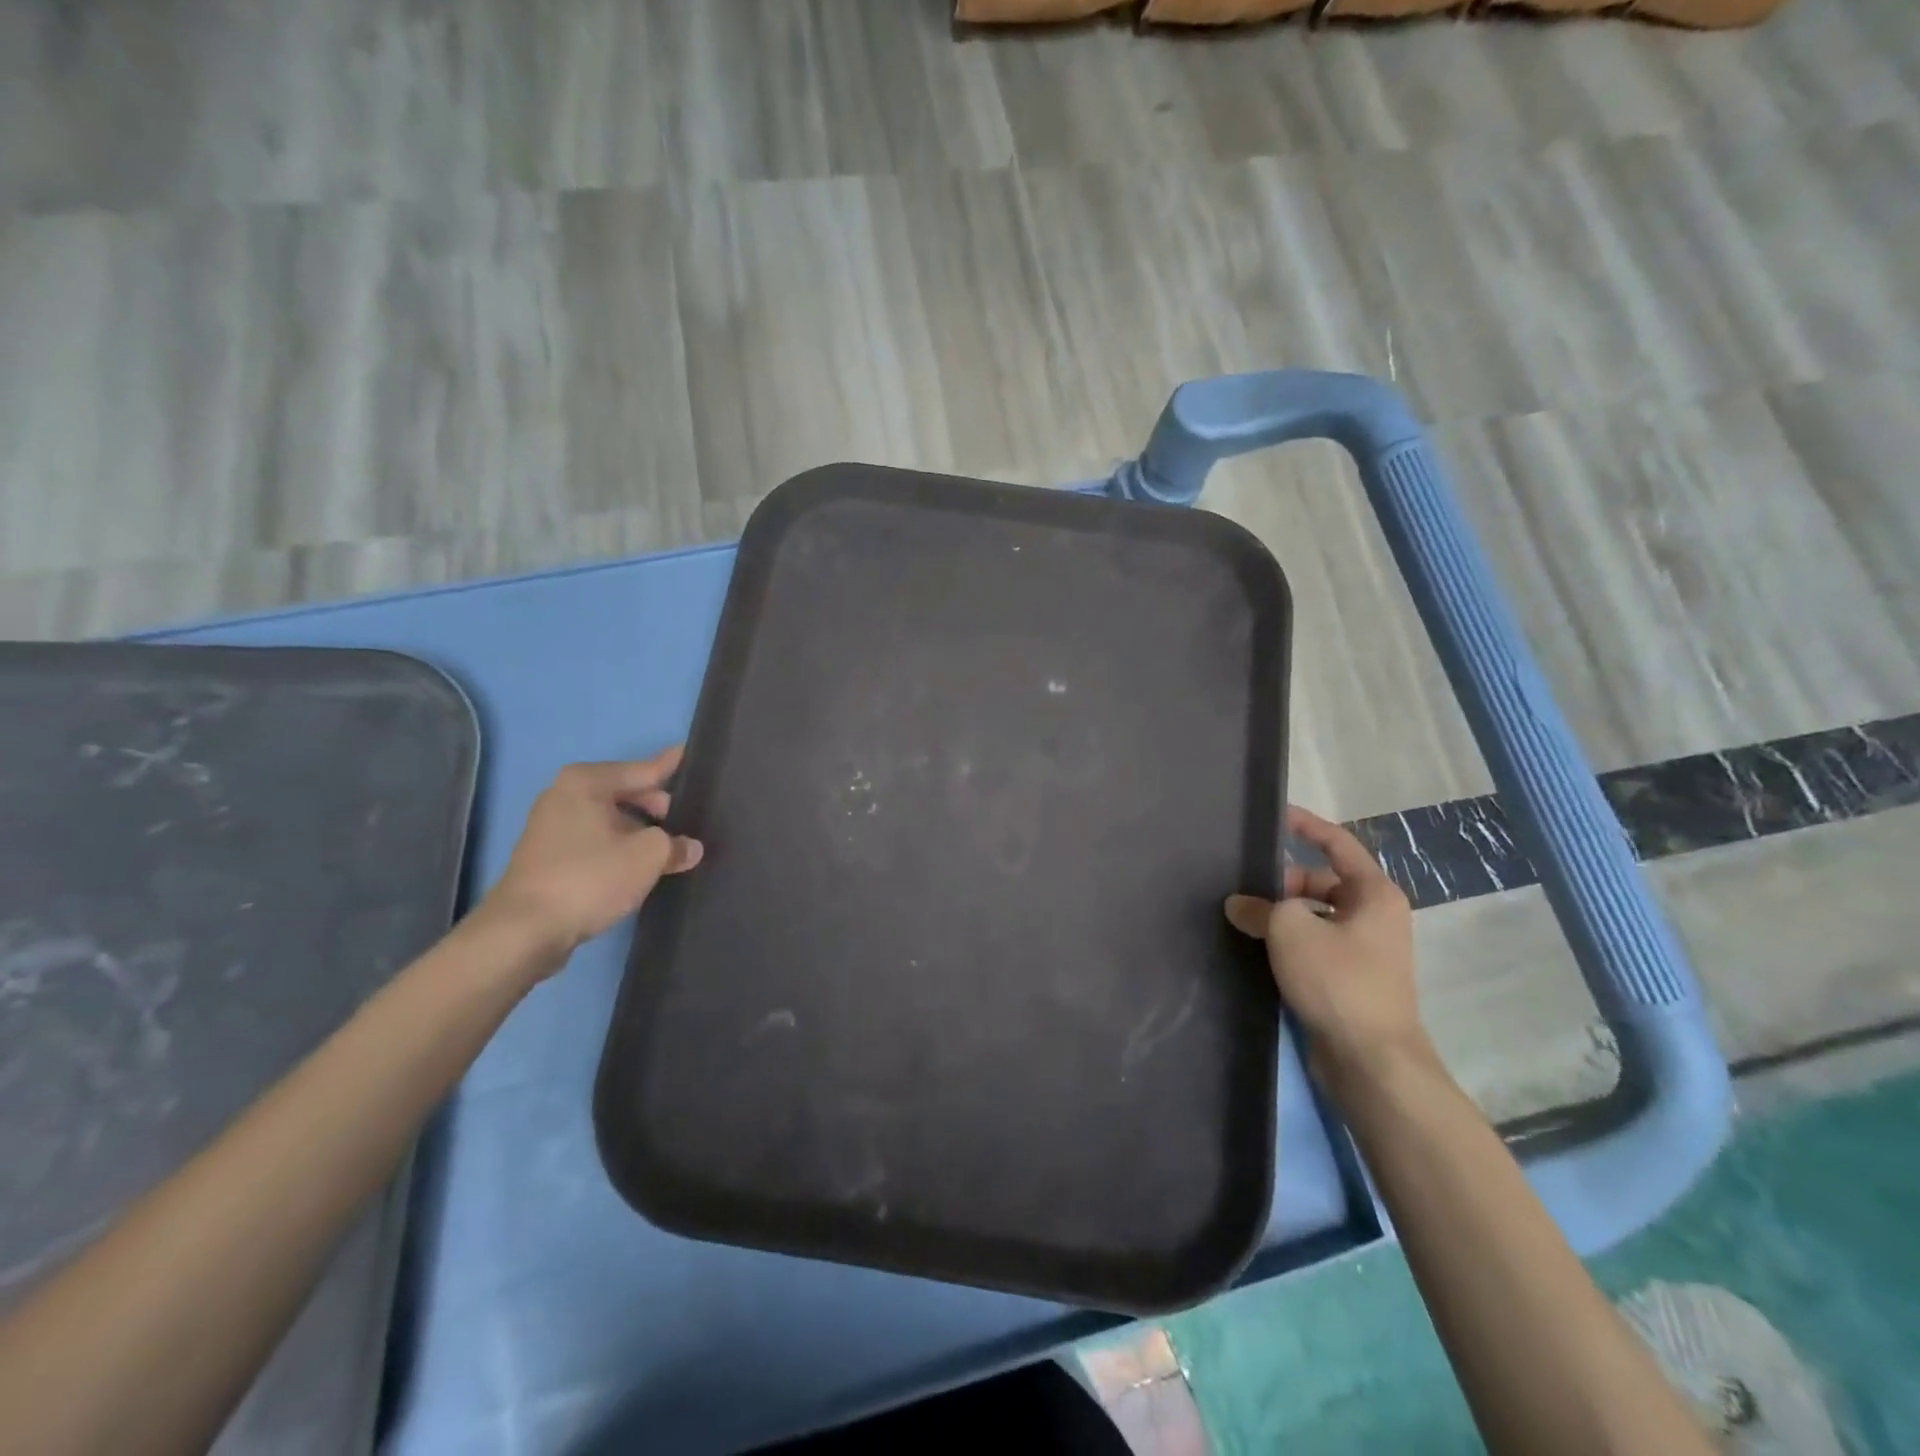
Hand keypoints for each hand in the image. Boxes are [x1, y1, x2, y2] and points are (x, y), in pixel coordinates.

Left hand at [481, 748, 702, 969]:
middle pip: (626, 793)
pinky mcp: (547, 857)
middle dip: (658, 808)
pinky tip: (640, 867)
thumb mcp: (648, 857)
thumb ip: (675, 845)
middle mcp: (564, 795)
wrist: (525, 931)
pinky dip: (618, 848)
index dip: (671, 766)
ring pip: (611, 820)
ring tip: (670, 848)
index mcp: (586, 782)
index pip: (643, 770)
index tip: (689, 753)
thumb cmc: (590, 877)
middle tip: (688, 823)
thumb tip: (690, 848)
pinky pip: (595, 841)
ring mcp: (551, 826)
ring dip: (639, 832)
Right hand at [1225, 805, 1433, 1091]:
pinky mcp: (1351, 979)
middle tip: (1242, 885)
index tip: (1274, 816)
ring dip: (1282, 914)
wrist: (1370, 1059)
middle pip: (1321, 882)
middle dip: (1282, 881)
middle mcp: (1375, 916)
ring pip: (1315, 915)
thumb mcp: (1290, 930)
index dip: (1306, 826)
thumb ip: (1260, 907)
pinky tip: (1258, 949)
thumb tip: (1239, 905)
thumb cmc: (1338, 980)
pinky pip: (1315, 944)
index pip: (1338, 844)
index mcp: (1374, 893)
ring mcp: (1365, 950)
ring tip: (1242, 916)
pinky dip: (1289, 941)